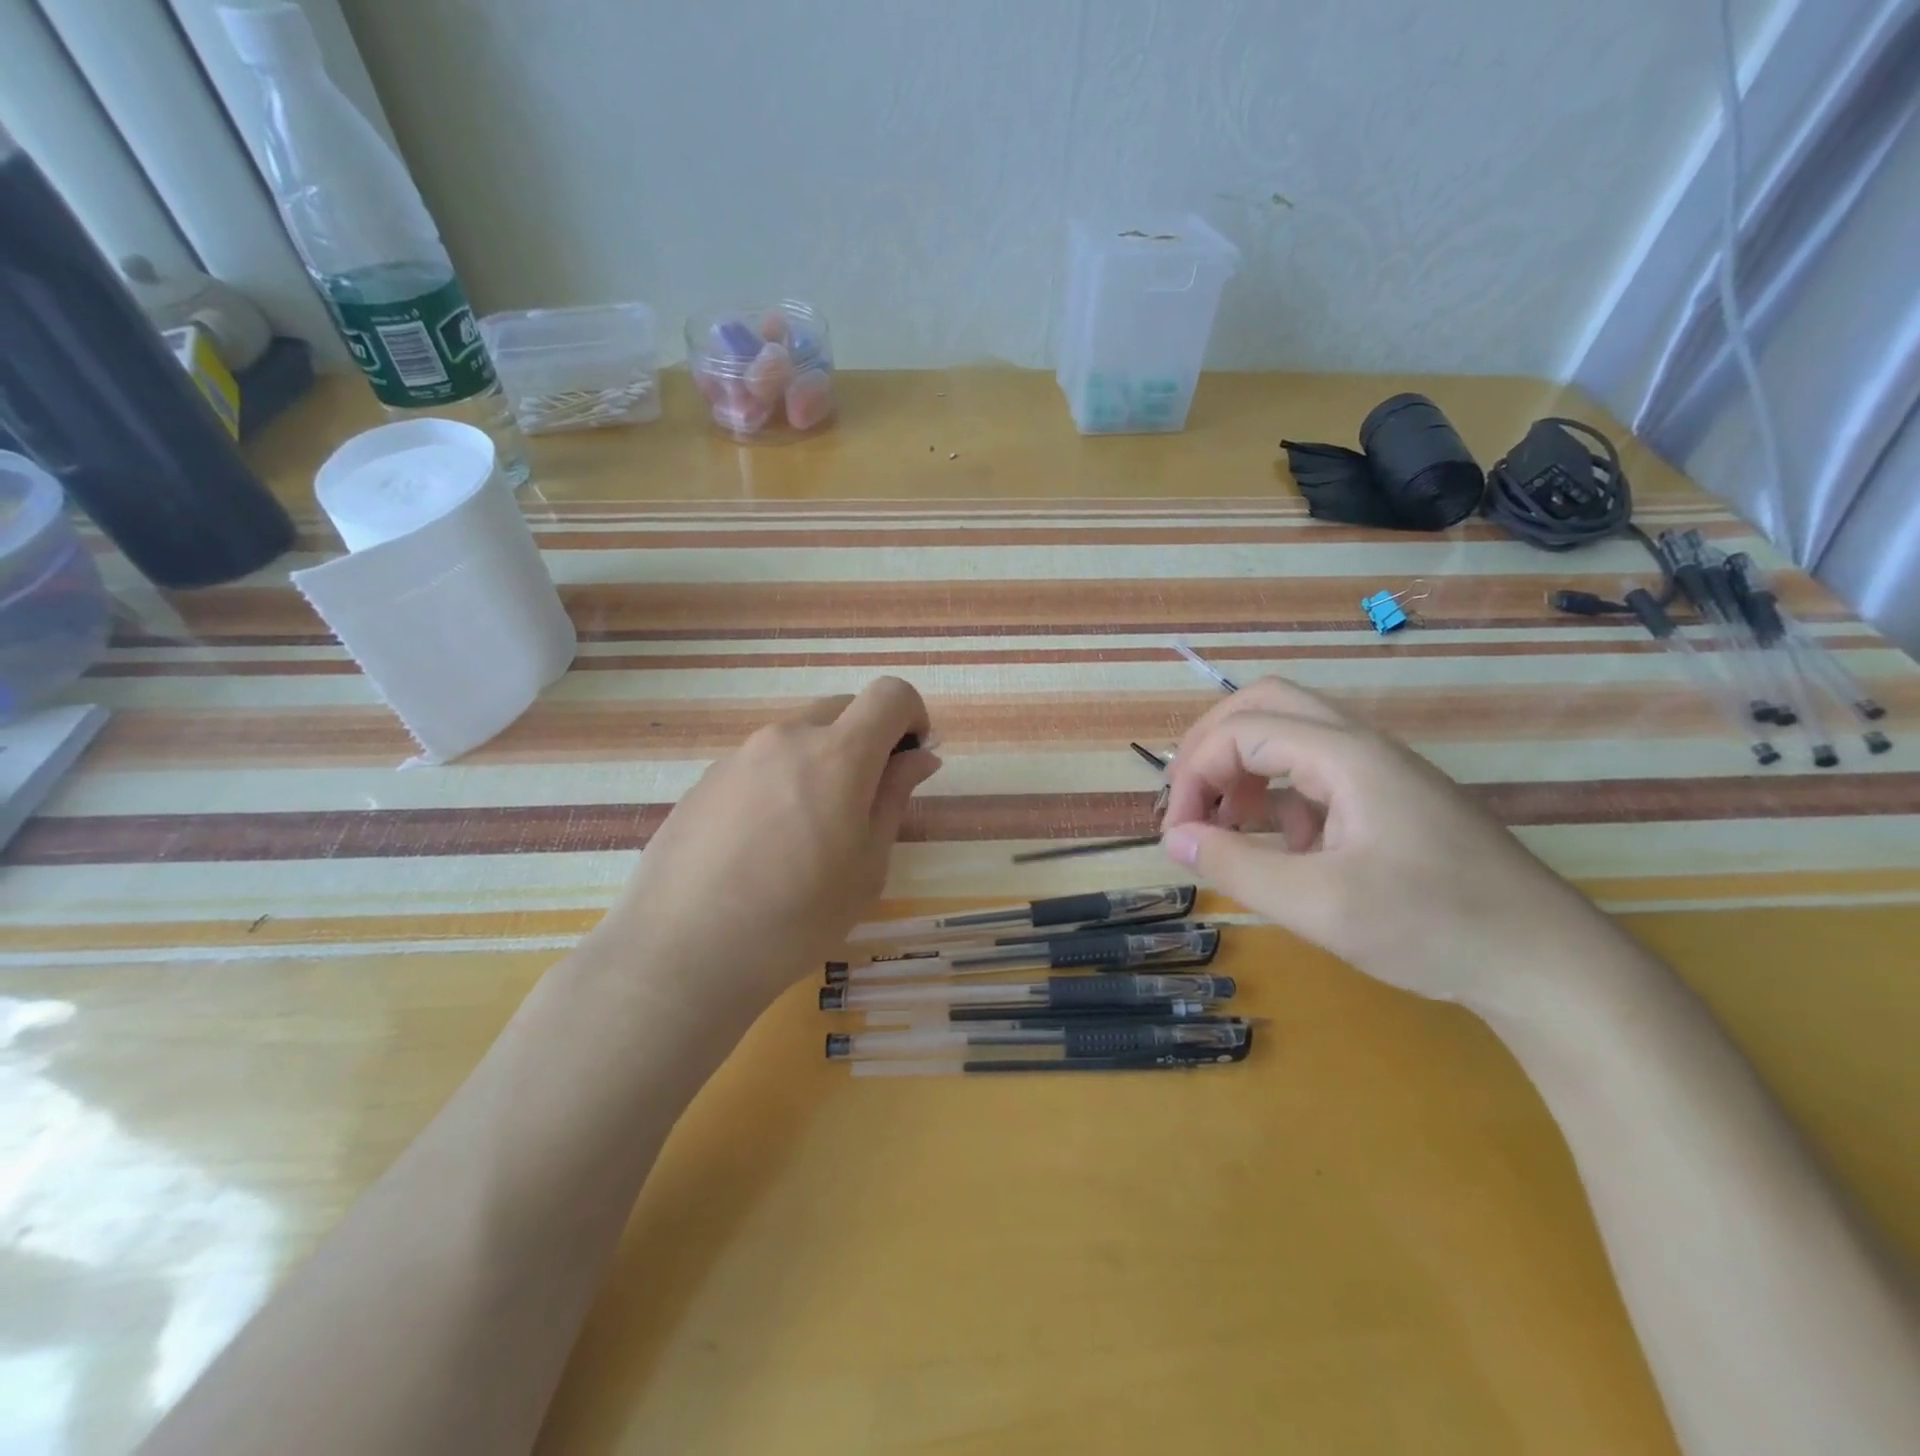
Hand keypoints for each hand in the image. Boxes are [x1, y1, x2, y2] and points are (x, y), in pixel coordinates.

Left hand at [590, 678, 939, 1025]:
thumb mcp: (867, 864)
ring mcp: (738, 756)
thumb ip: (894, 797)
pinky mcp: (704, 781)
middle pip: (842, 709)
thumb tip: (918, 758)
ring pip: (797, 738)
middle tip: (864, 803)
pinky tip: (762, 847)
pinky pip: (759, 764)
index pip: (889, 694)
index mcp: (837, 754)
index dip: (912, 716)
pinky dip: (779, 783)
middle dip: (867, 739)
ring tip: (807, 835)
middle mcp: (786, 738)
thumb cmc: (798, 916)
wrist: (685, 951)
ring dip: (820, 764)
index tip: (911, 759)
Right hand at [1160, 677, 1620, 1014]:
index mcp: (1346, 756)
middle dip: (1212, 747)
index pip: (1240, 731)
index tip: (1177, 835)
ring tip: (1226, 825)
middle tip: (1191, 801)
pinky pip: (1315, 771)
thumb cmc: (1432, 928)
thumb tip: (1174, 839)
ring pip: (1289, 734)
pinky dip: (1279, 795)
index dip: (1193, 774)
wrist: (1548, 965)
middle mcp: (1361, 746)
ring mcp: (1380, 771)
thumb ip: (1235, 866)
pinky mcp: (1390, 799)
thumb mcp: (1318, 905)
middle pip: (1264, 705)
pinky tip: (1284, 847)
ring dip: (1243, 768)